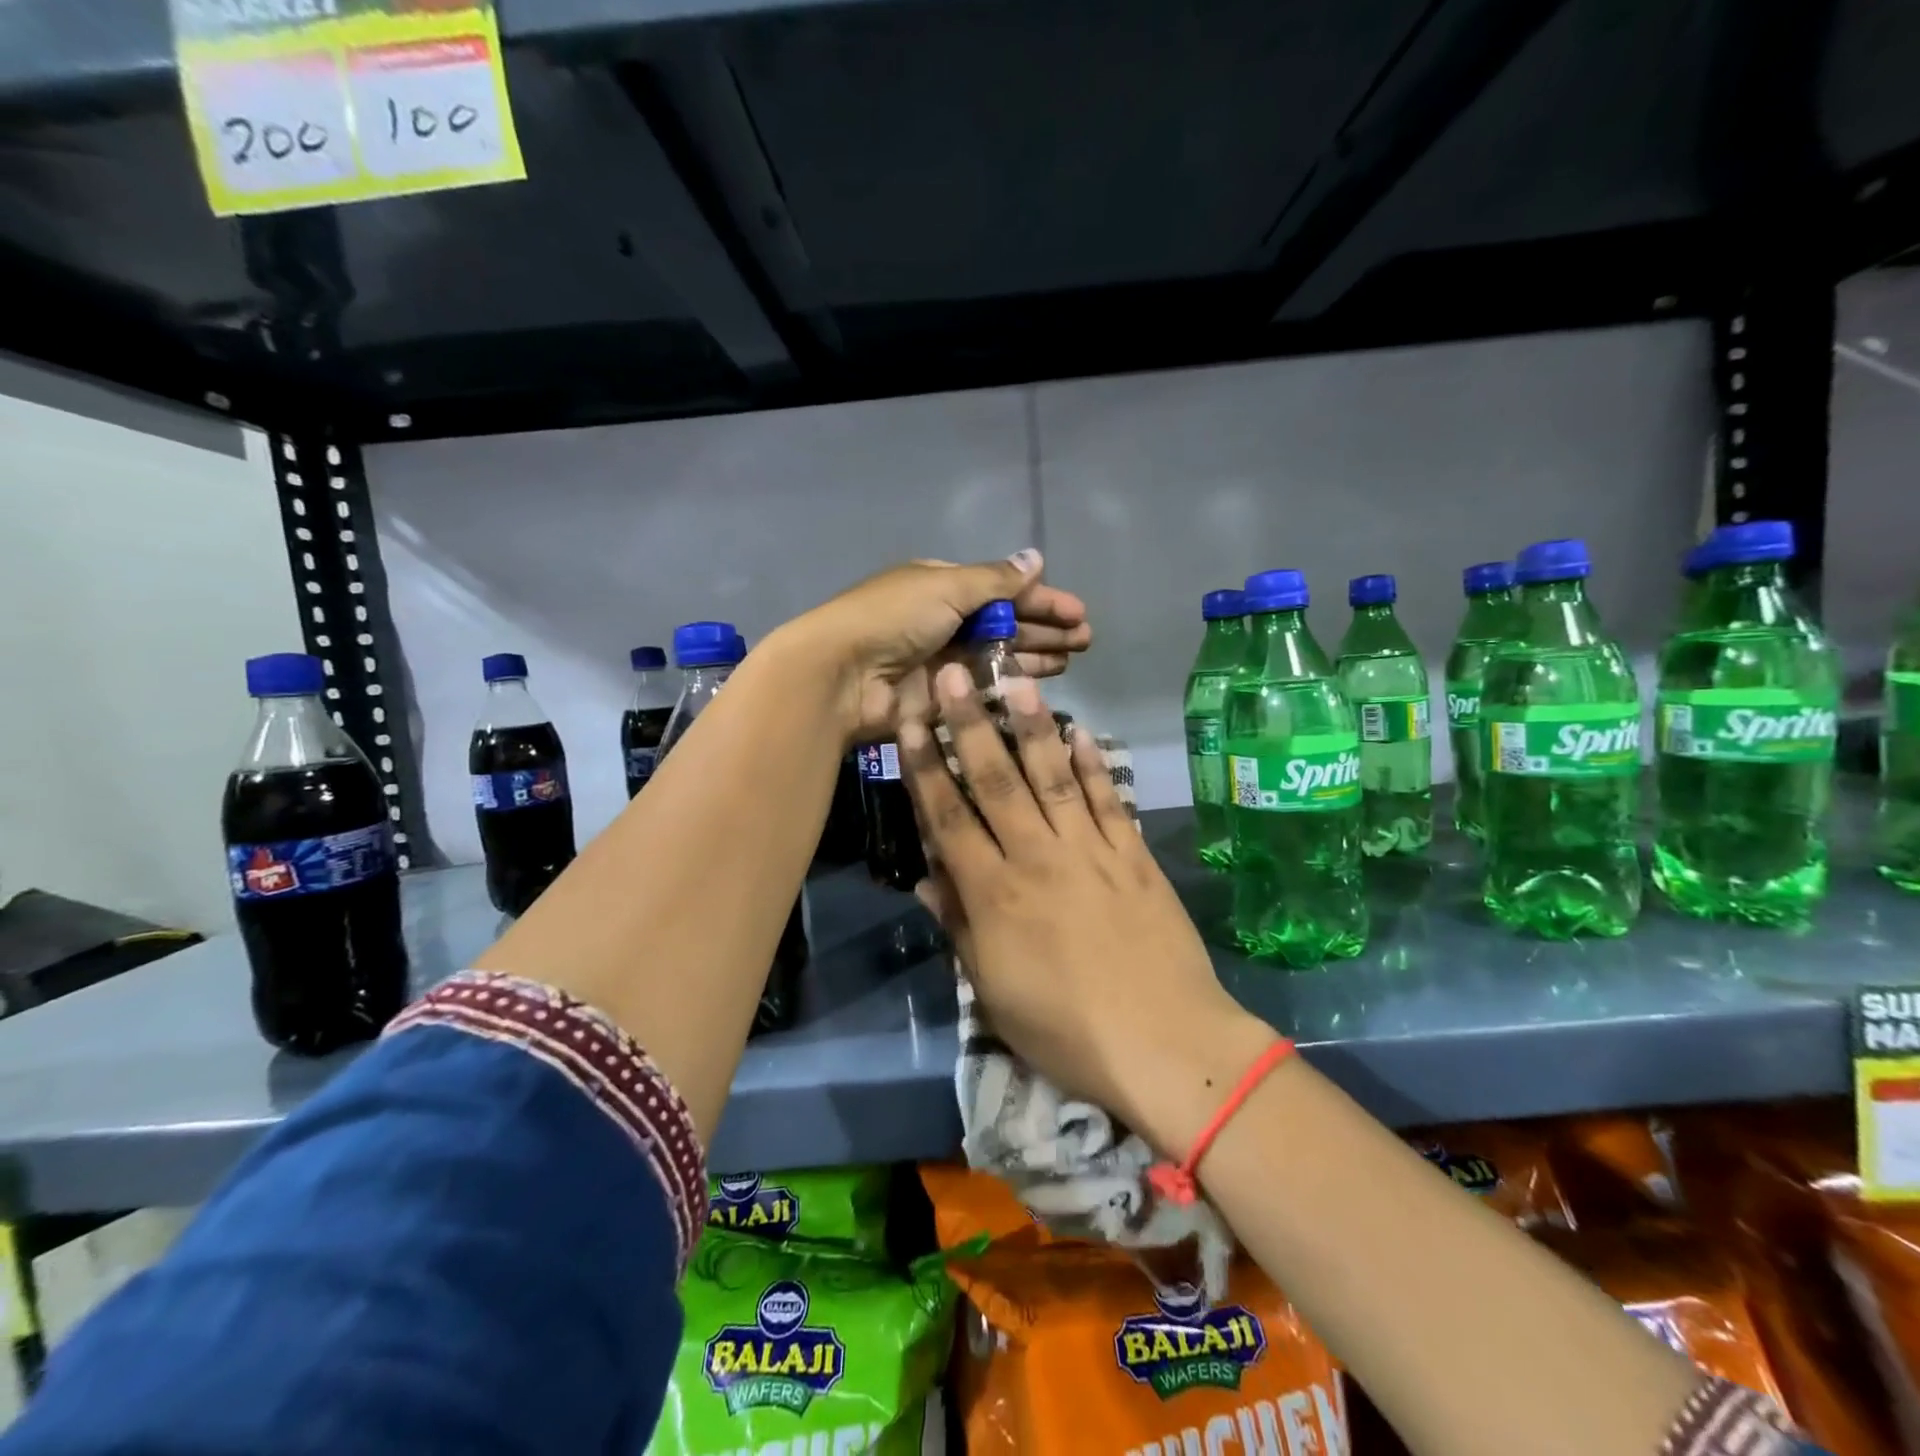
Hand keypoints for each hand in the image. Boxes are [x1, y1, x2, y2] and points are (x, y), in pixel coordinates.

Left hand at [772, 549, 1092, 744]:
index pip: (1001, 589)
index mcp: (941, 586)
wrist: (841, 675)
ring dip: (1034, 655)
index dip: (1040, 599)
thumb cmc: (892, 618)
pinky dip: (1010, 685)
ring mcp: (942, 662)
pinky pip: (983, 688)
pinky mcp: (940, 697)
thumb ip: (995, 581)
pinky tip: (1040, 686)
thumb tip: (1035, 559)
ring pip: (998, 656)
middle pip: (1004, 622)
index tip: (1078, 612)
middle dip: (1045, 628)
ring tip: (1072, 659)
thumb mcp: (945, 588)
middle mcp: (944, 621)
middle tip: (1085, 640)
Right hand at [900, 663, 1270, 1152]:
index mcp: (994, 894)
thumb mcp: (993, 990)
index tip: (911, 723)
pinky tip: (1082, 732)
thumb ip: (959, 926)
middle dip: (971, 724)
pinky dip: (1094, 765)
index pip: (949, 818)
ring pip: (1053, 777)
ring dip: (1033, 727)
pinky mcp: (1133, 856)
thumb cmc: (1065, 1029)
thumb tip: (925, 879)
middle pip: (997, 781)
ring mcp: (1090, 851)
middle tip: (956, 674)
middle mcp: (1038, 857)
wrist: (1164, 1044)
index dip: (927, 767)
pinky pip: (1108, 801)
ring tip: (1018, 682)